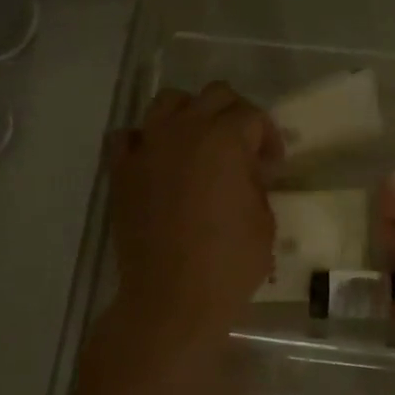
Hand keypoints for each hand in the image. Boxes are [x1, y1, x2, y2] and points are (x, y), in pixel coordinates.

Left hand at [108, 83, 280, 348]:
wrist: (172, 299)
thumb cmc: (229, 264)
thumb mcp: (264, 221)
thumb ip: (257, 183)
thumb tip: (247, 171)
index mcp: (224, 140)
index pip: (252, 116)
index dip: (269, 138)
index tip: (272, 167)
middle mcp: (183, 131)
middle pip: (214, 95)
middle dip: (235, 115)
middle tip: (244, 149)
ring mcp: (147, 148)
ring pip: (168, 102)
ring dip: (190, 115)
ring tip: (200, 145)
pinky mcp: (122, 172)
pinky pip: (128, 136)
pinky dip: (145, 140)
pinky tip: (158, 161)